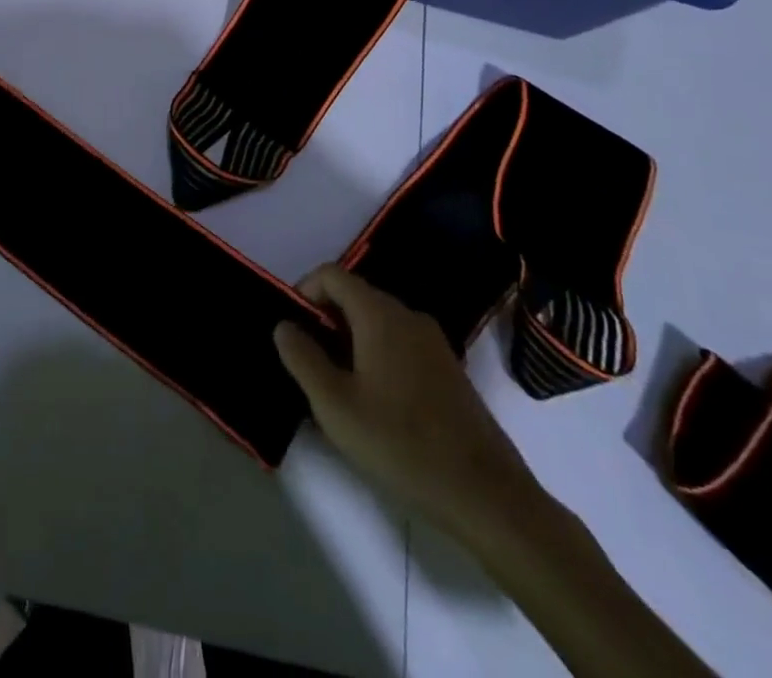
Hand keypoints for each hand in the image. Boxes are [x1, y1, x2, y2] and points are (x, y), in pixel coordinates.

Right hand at [274, 264, 540, 543]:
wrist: (487, 496)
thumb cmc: (401, 444)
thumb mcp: (335, 405)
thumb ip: (302, 358)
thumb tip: (284, 326)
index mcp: (379, 314)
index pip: (330, 275)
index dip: (302, 292)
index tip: (290, 331)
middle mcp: (408, 316)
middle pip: (354, 297)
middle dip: (324, 321)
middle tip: (307, 365)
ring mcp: (433, 342)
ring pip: (376, 323)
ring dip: (348, 342)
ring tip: (335, 389)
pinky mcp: (447, 370)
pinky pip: (399, 345)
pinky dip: (375, 357)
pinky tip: (372, 404)